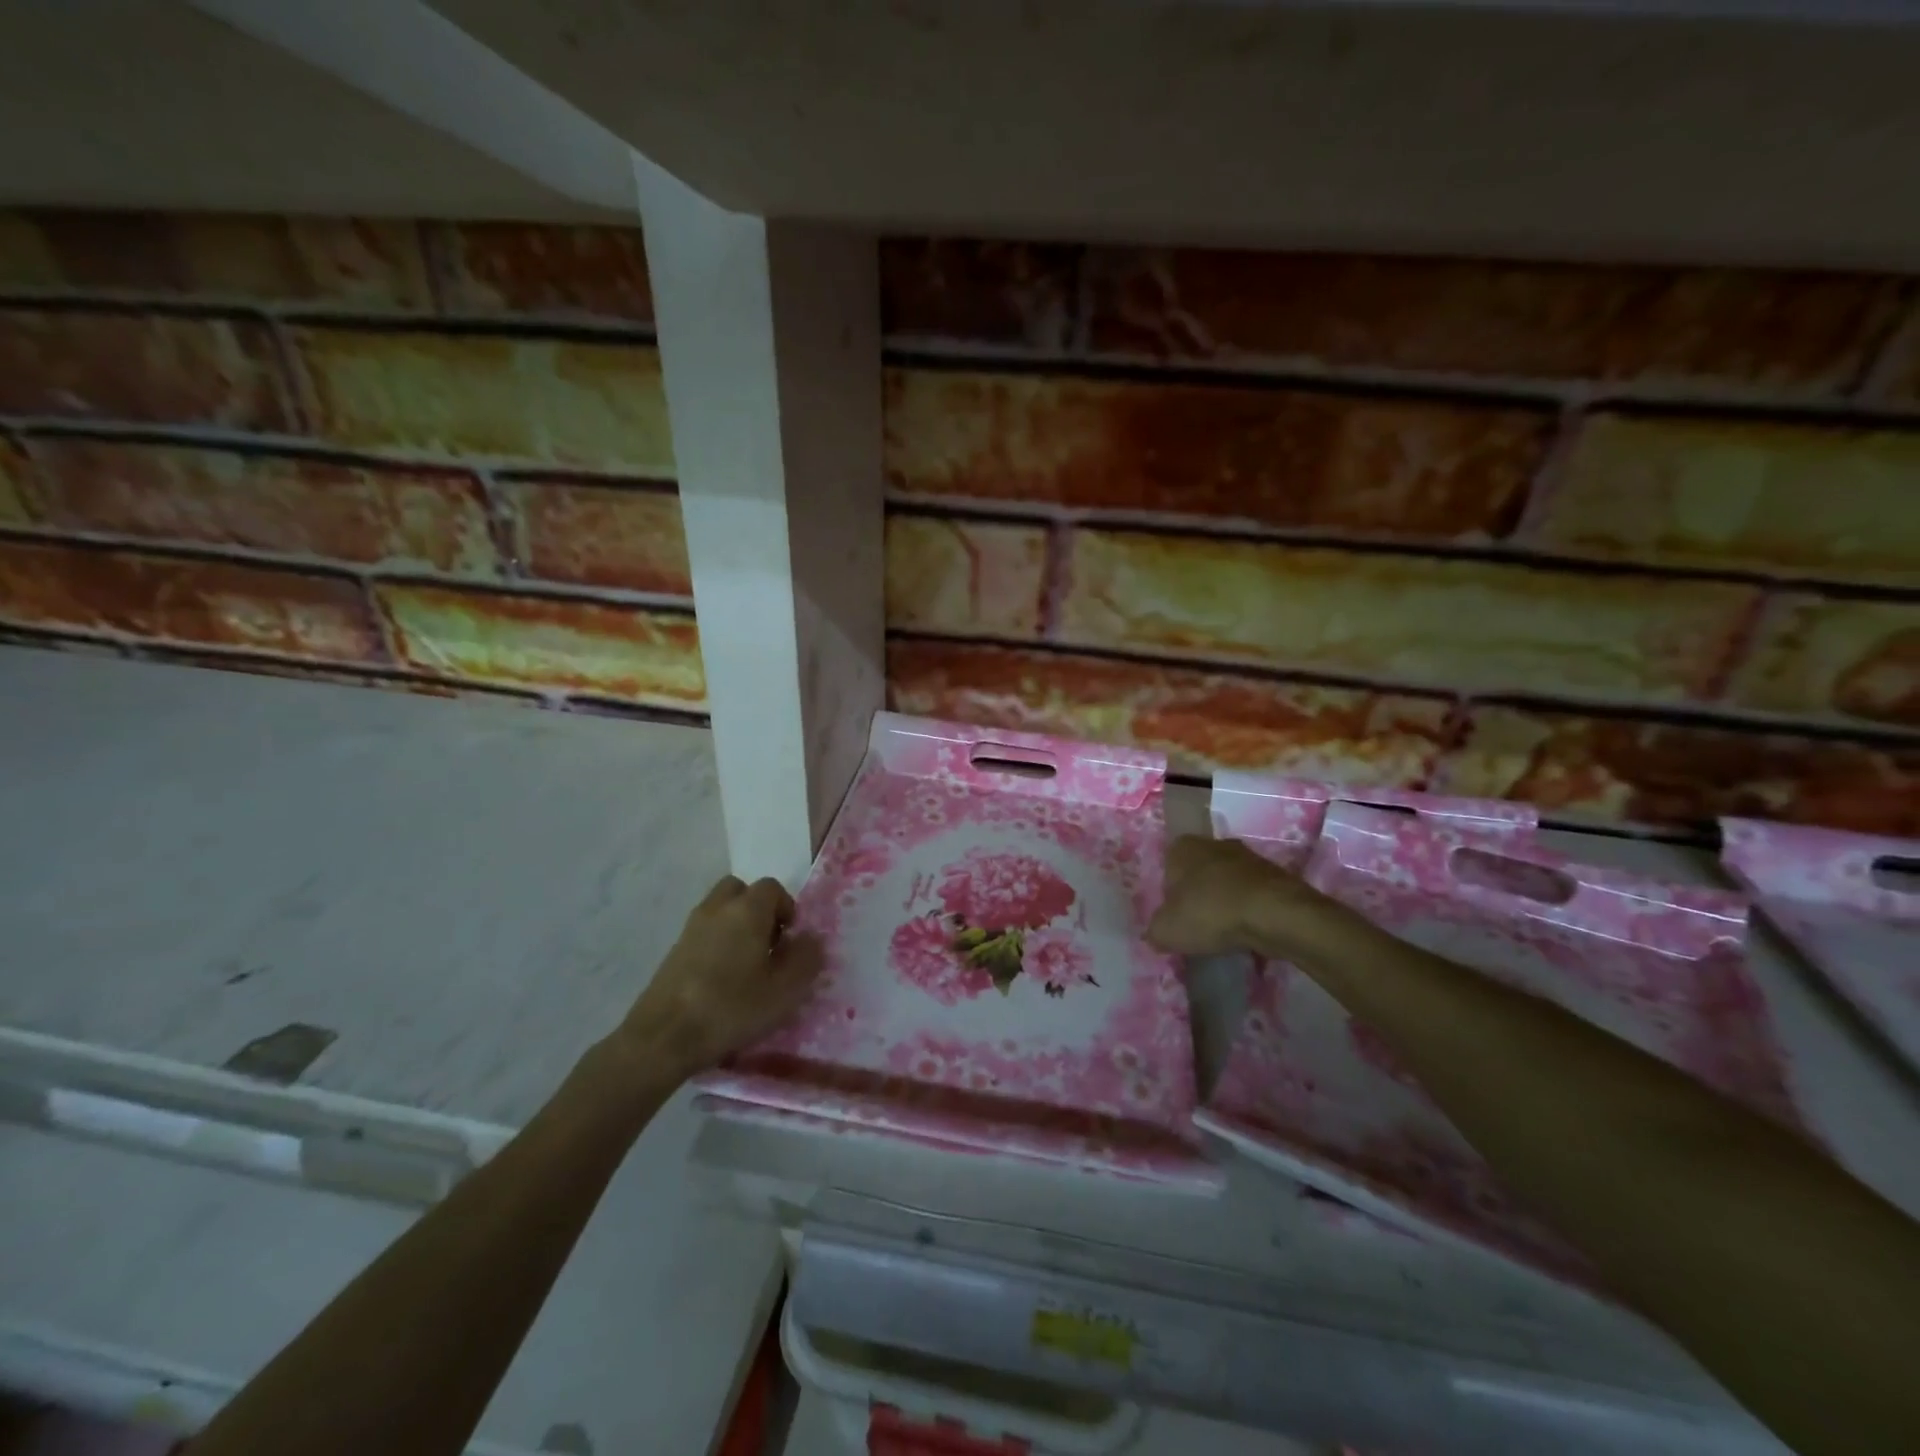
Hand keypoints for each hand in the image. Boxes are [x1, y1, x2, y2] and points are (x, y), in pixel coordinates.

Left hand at [615, 875, 823, 1080]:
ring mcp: (691, 928)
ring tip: (746, 964)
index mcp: (747, 910)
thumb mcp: (785, 990)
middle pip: (741, 890)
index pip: (772, 887)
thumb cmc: (731, 1008)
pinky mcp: (674, 951)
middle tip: (768, 943)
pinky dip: (717, 942)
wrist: (663, 1037)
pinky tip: (722, 979)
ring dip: (736, 925)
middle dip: (758, 909)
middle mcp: (717, 908)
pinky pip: (704, 932)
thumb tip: (811, 938)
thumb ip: (807, 959)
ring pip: (720, 910)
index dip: (787, 908)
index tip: (790, 940)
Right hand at [1149, 835, 1357, 960]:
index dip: (1168, 895)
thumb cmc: (1210, 913)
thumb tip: (1156, 934)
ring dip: (1225, 903)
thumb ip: (1154, 931)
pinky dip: (1249, 910)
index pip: (1167, 868)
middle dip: (1198, 896)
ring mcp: (1248, 856)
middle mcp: (1214, 843)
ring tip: (1225, 932)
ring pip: (1227, 882)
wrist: (1276, 914)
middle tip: (1198, 925)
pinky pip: (1253, 894)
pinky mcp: (1276, 874)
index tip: (1174, 917)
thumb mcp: (1166, 930)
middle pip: (1198, 872)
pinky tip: (1249, 931)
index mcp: (1182, 847)